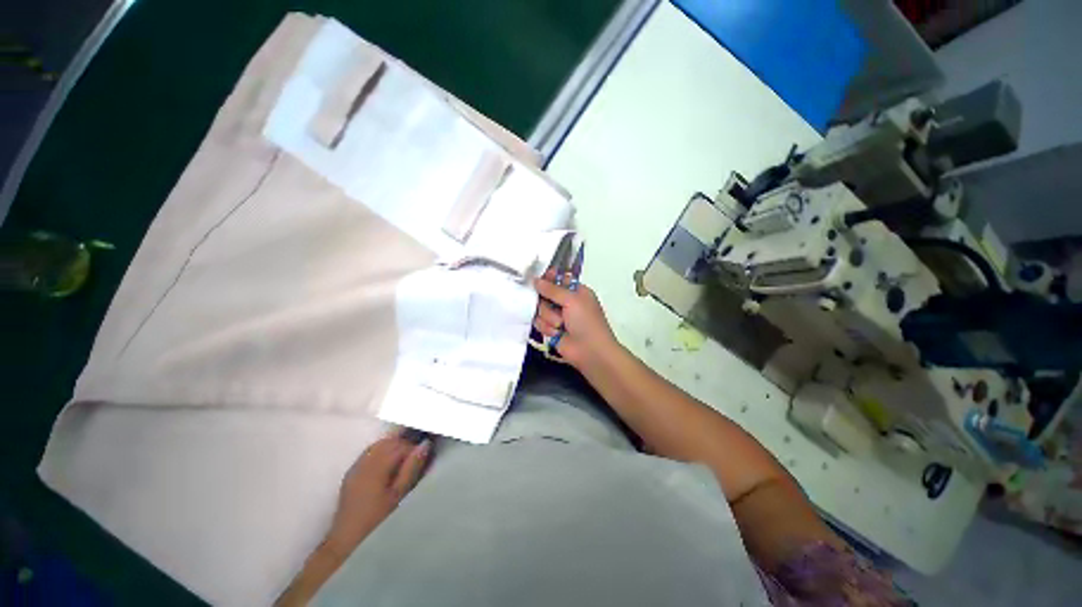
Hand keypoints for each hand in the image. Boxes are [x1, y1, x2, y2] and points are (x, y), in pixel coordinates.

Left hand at [325, 430, 430, 556]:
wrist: (347, 542)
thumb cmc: (378, 521)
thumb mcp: (400, 495)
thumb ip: (412, 468)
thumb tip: (425, 444)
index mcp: (377, 466)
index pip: (400, 444)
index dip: (415, 448)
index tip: (424, 458)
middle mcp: (365, 462)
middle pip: (388, 442)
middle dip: (404, 445)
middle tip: (415, 459)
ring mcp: (356, 467)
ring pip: (378, 445)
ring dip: (392, 448)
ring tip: (403, 462)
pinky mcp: (351, 474)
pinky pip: (369, 453)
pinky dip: (381, 453)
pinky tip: (387, 466)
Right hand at [533, 271, 619, 369]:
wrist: (590, 351)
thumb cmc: (586, 321)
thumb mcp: (572, 300)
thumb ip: (552, 289)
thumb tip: (536, 280)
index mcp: (576, 291)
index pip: (557, 279)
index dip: (547, 278)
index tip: (538, 279)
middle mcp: (566, 302)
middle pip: (544, 294)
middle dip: (546, 302)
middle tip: (554, 308)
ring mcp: (557, 316)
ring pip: (540, 309)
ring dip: (549, 317)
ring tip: (560, 325)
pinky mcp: (551, 329)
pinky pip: (539, 323)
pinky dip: (547, 328)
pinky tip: (557, 333)